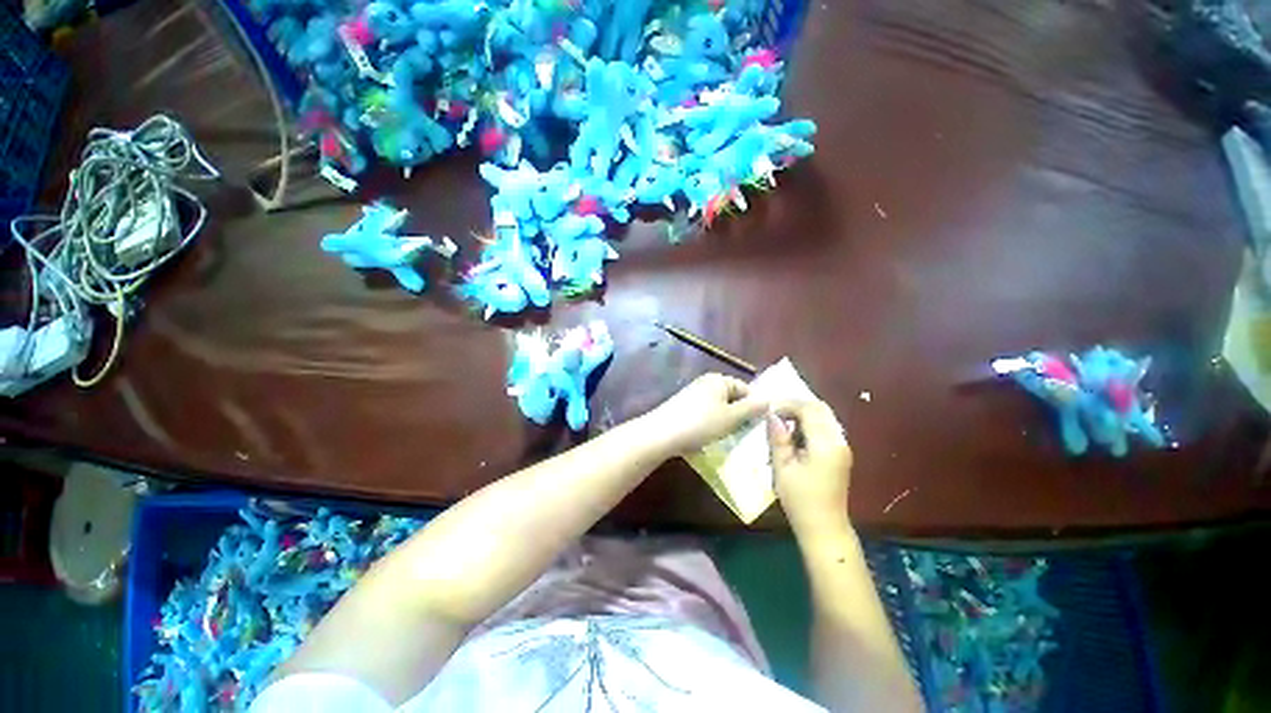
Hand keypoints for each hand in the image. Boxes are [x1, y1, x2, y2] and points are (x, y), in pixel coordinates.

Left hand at [646, 373, 768, 455]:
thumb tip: (769, 400)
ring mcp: (693, 394)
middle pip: (731, 398)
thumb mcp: (731, 417)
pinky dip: (710, 424)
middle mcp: (706, 383)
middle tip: (744, 434)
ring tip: (728, 438)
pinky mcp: (683, 407)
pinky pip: (705, 414)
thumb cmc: (701, 423)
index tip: (759, 426)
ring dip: (725, 422)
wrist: (662, 433)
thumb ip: (752, 408)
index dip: (754, 406)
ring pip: (718, 408)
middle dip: (739, 415)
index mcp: (719, 380)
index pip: (746, 389)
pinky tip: (709, 437)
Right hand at [767, 400, 852, 532]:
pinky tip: (795, 435)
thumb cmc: (800, 500)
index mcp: (825, 445)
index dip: (788, 404)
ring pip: (824, 416)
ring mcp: (843, 446)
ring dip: (803, 414)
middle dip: (796, 405)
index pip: (809, 409)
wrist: (825, 527)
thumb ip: (778, 438)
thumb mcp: (782, 468)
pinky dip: (810, 423)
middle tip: (775, 414)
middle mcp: (839, 441)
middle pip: (820, 408)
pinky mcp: (841, 452)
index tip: (769, 410)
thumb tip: (772, 415)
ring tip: (782, 424)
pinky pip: (826, 427)